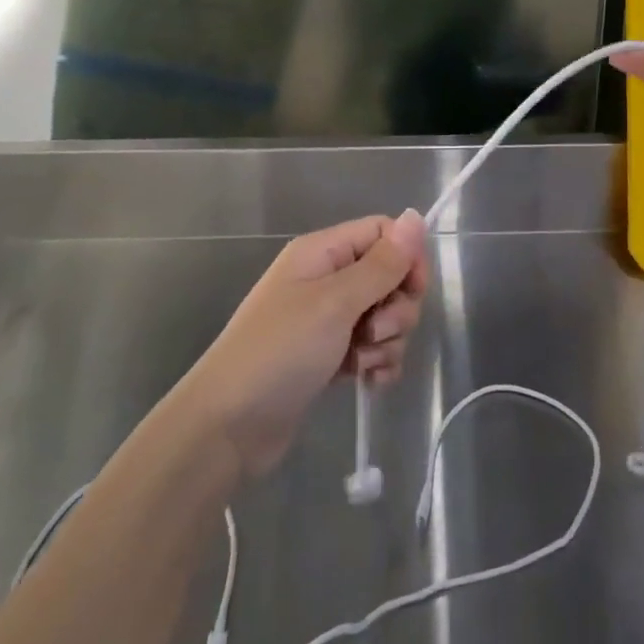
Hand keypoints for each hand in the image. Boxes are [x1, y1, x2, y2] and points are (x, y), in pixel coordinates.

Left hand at [181, 211, 427, 479]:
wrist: (227, 428)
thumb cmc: (280, 352)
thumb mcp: (335, 302)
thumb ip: (381, 263)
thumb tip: (415, 216)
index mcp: (323, 252)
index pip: (383, 233)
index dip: (406, 257)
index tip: (414, 290)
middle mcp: (326, 278)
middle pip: (388, 276)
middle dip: (397, 307)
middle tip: (375, 332)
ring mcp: (327, 320)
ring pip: (384, 316)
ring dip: (387, 341)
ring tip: (363, 363)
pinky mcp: (329, 356)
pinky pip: (373, 348)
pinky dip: (378, 363)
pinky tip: (369, 383)